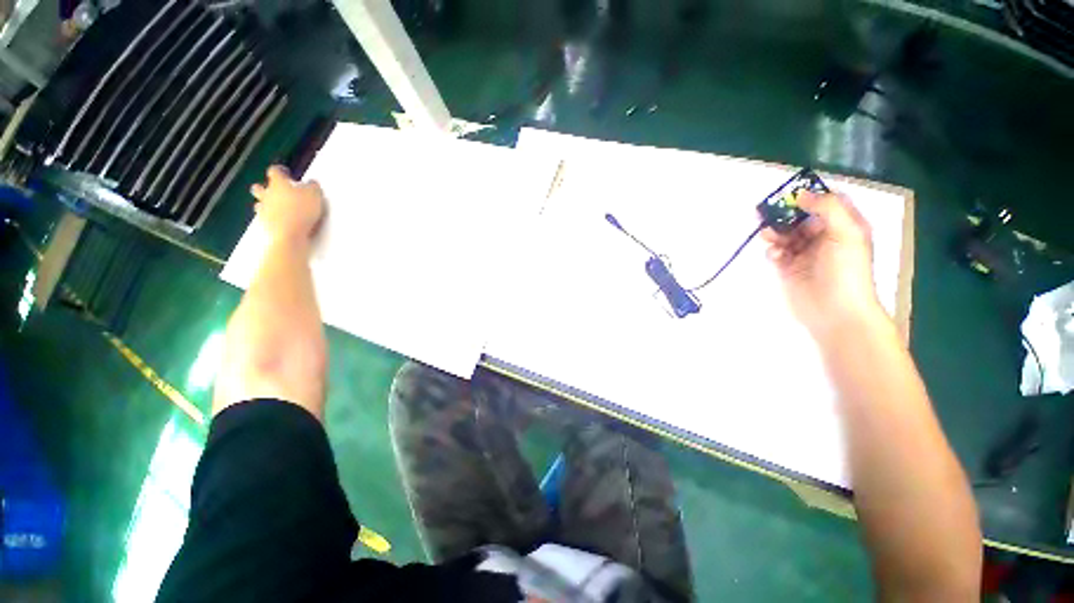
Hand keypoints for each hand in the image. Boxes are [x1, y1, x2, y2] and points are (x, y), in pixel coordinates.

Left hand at [250, 165, 324, 243]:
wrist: (289, 234)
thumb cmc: (301, 210)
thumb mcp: (315, 195)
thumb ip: (313, 186)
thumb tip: (312, 182)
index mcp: (278, 184)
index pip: (275, 171)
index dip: (280, 171)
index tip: (285, 172)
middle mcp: (267, 194)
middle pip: (259, 187)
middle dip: (265, 187)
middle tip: (277, 191)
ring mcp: (264, 210)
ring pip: (260, 203)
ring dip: (267, 204)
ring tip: (279, 208)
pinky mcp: (265, 224)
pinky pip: (265, 217)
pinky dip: (271, 217)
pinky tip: (281, 221)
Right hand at [761, 191, 883, 339]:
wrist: (835, 311)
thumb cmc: (846, 270)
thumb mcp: (845, 233)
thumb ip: (827, 208)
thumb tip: (802, 194)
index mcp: (844, 227)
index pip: (827, 203)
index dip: (810, 196)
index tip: (791, 194)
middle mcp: (824, 238)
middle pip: (800, 218)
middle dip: (784, 213)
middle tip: (765, 211)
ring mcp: (804, 254)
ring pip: (785, 234)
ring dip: (774, 231)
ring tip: (765, 234)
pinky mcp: (788, 268)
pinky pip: (776, 252)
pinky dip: (772, 250)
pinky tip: (774, 255)